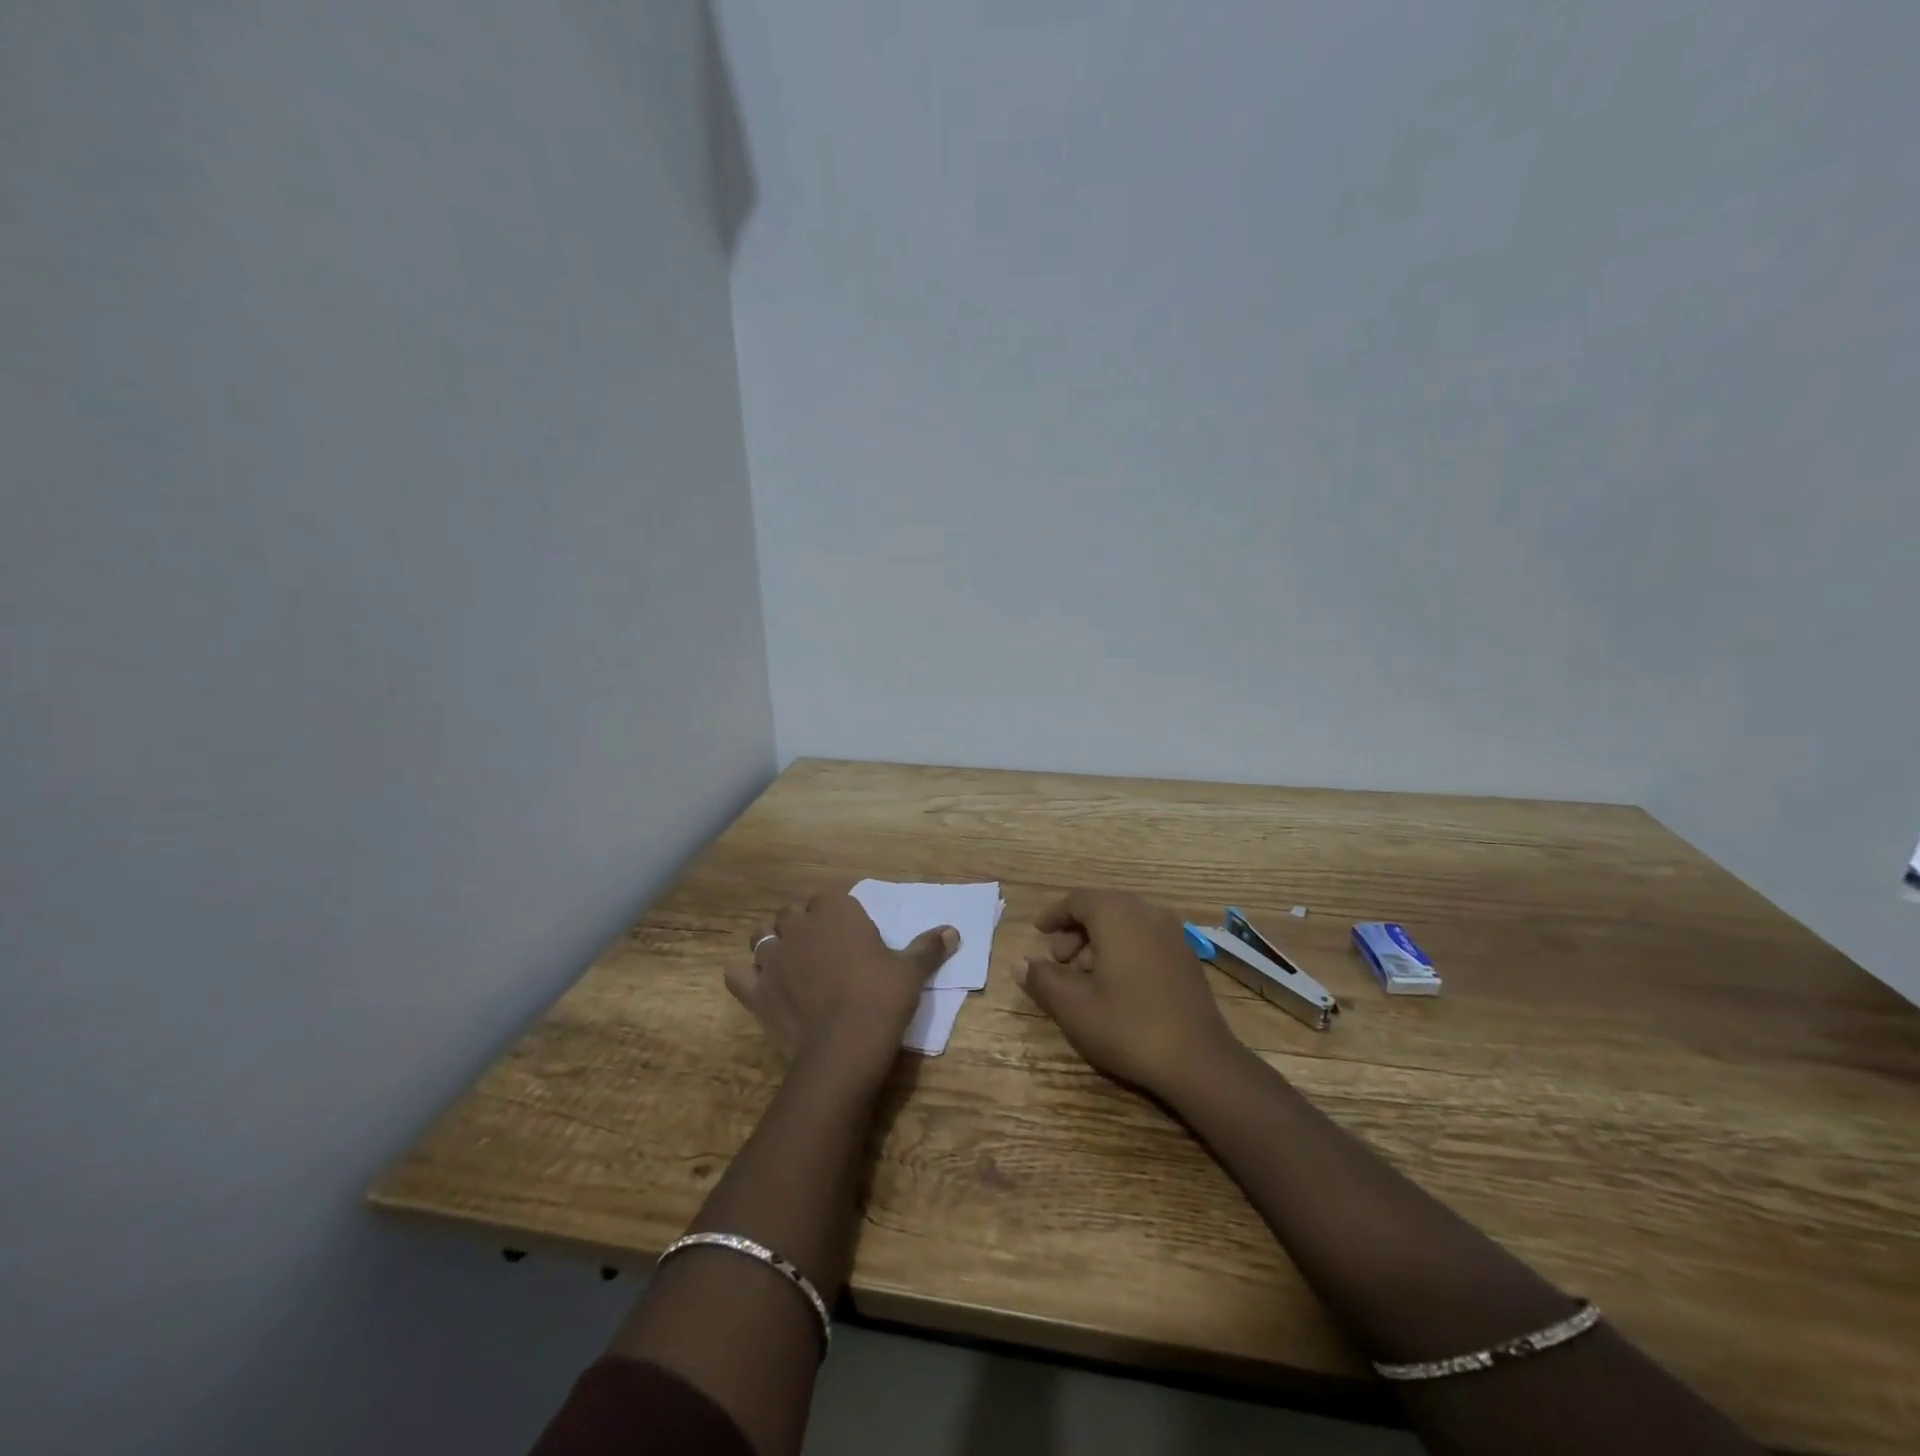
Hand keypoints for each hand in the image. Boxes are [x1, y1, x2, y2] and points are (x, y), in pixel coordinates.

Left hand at [728, 893, 957, 1078]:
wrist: (844, 1047)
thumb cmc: (881, 999)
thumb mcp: (911, 972)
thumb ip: (928, 947)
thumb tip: (953, 931)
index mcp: (836, 913)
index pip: (828, 898)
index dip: (835, 912)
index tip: (847, 929)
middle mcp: (799, 927)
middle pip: (790, 913)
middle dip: (801, 924)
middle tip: (819, 946)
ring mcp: (772, 958)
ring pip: (760, 937)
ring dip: (772, 944)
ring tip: (788, 961)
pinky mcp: (755, 991)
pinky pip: (738, 975)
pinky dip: (746, 977)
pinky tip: (759, 986)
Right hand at [1017, 888, 1242, 1100]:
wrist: (1199, 1060)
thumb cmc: (1128, 1027)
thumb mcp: (1073, 1007)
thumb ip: (1042, 980)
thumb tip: (1019, 963)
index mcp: (1117, 915)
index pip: (1077, 899)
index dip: (1054, 914)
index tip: (1038, 932)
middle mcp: (1146, 913)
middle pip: (1103, 908)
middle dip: (1075, 930)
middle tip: (1058, 961)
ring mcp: (1172, 934)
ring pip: (1125, 923)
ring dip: (1099, 941)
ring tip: (1085, 977)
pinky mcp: (1186, 957)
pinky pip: (1145, 938)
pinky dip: (1124, 949)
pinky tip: (1117, 985)